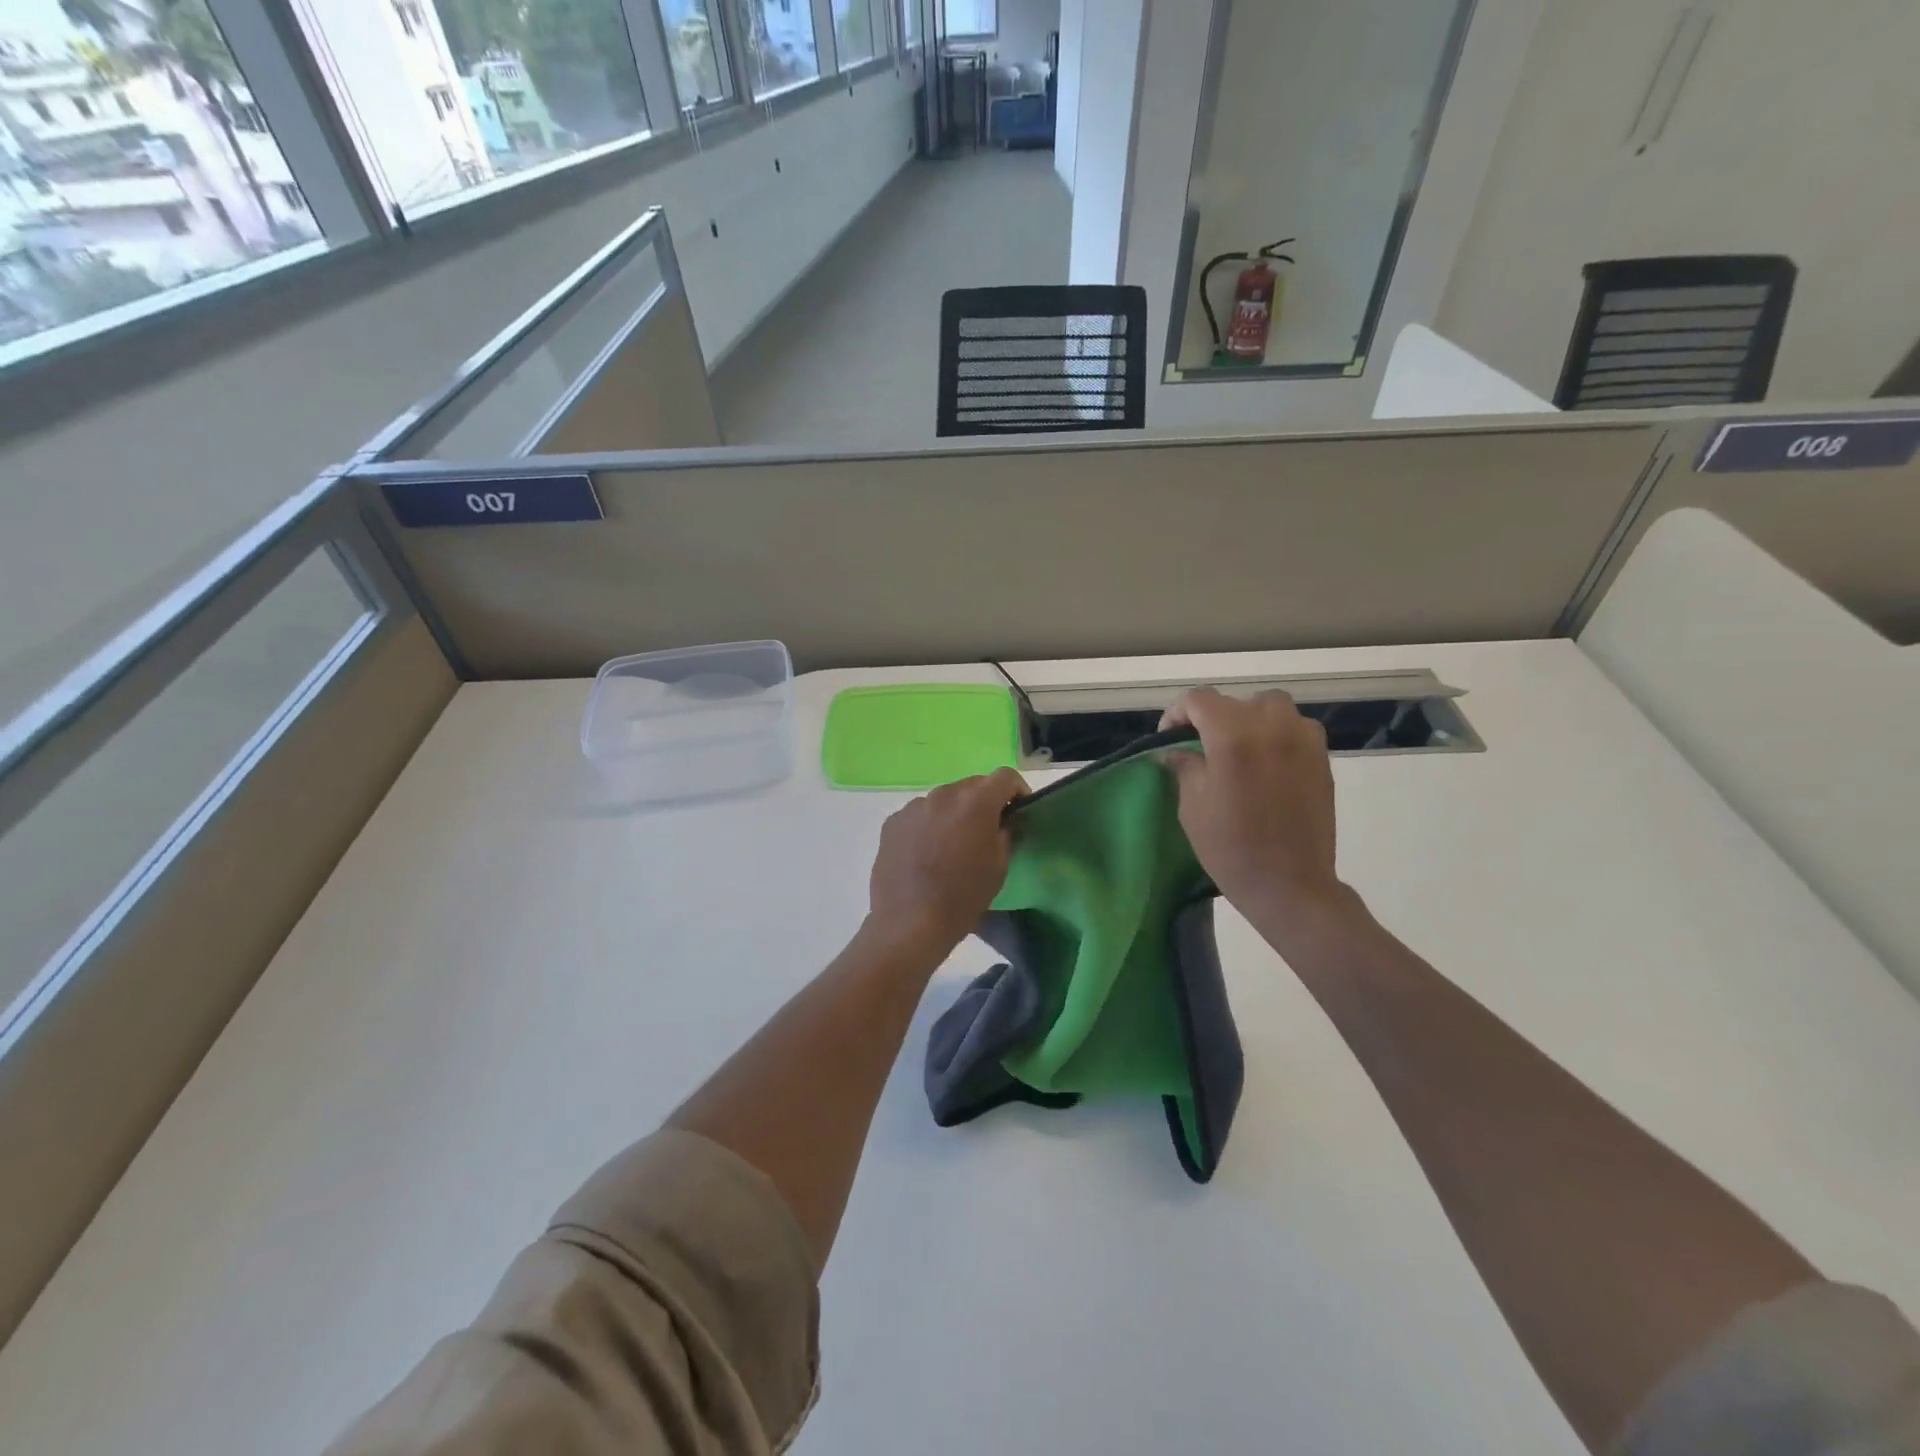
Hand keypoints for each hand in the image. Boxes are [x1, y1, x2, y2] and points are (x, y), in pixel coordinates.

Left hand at [866, 767, 1027, 958]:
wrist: (909, 922)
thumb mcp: (999, 866)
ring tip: (952, 845)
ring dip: (954, 813)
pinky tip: (926, 853)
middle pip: (972, 786)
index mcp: (976, 802)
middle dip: (984, 802)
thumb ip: (1007, 833)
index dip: (1017, 790)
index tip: (1018, 810)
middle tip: (987, 831)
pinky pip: (920, 815)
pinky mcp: (893, 822)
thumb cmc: (963, 896)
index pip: (1005, 776)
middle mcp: (944, 794)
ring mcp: (914, 806)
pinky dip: (929, 825)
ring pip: (944, 800)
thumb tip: (1006, 820)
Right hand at [1159, 688, 1347, 921]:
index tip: (1170, 738)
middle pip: (1236, 701)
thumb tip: (1178, 750)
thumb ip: (1185, 766)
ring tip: (1237, 749)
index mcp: (1233, 736)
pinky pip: (1295, 728)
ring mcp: (1303, 739)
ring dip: (1249, 719)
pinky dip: (1276, 734)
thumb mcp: (1192, 806)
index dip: (1177, 713)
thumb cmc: (1231, 847)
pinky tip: (1265, 764)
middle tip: (1201, 746)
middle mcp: (1271, 726)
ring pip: (1270, 707)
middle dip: (1213, 718)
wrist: (1290, 884)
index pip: (1199, 700)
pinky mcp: (1322, 758)